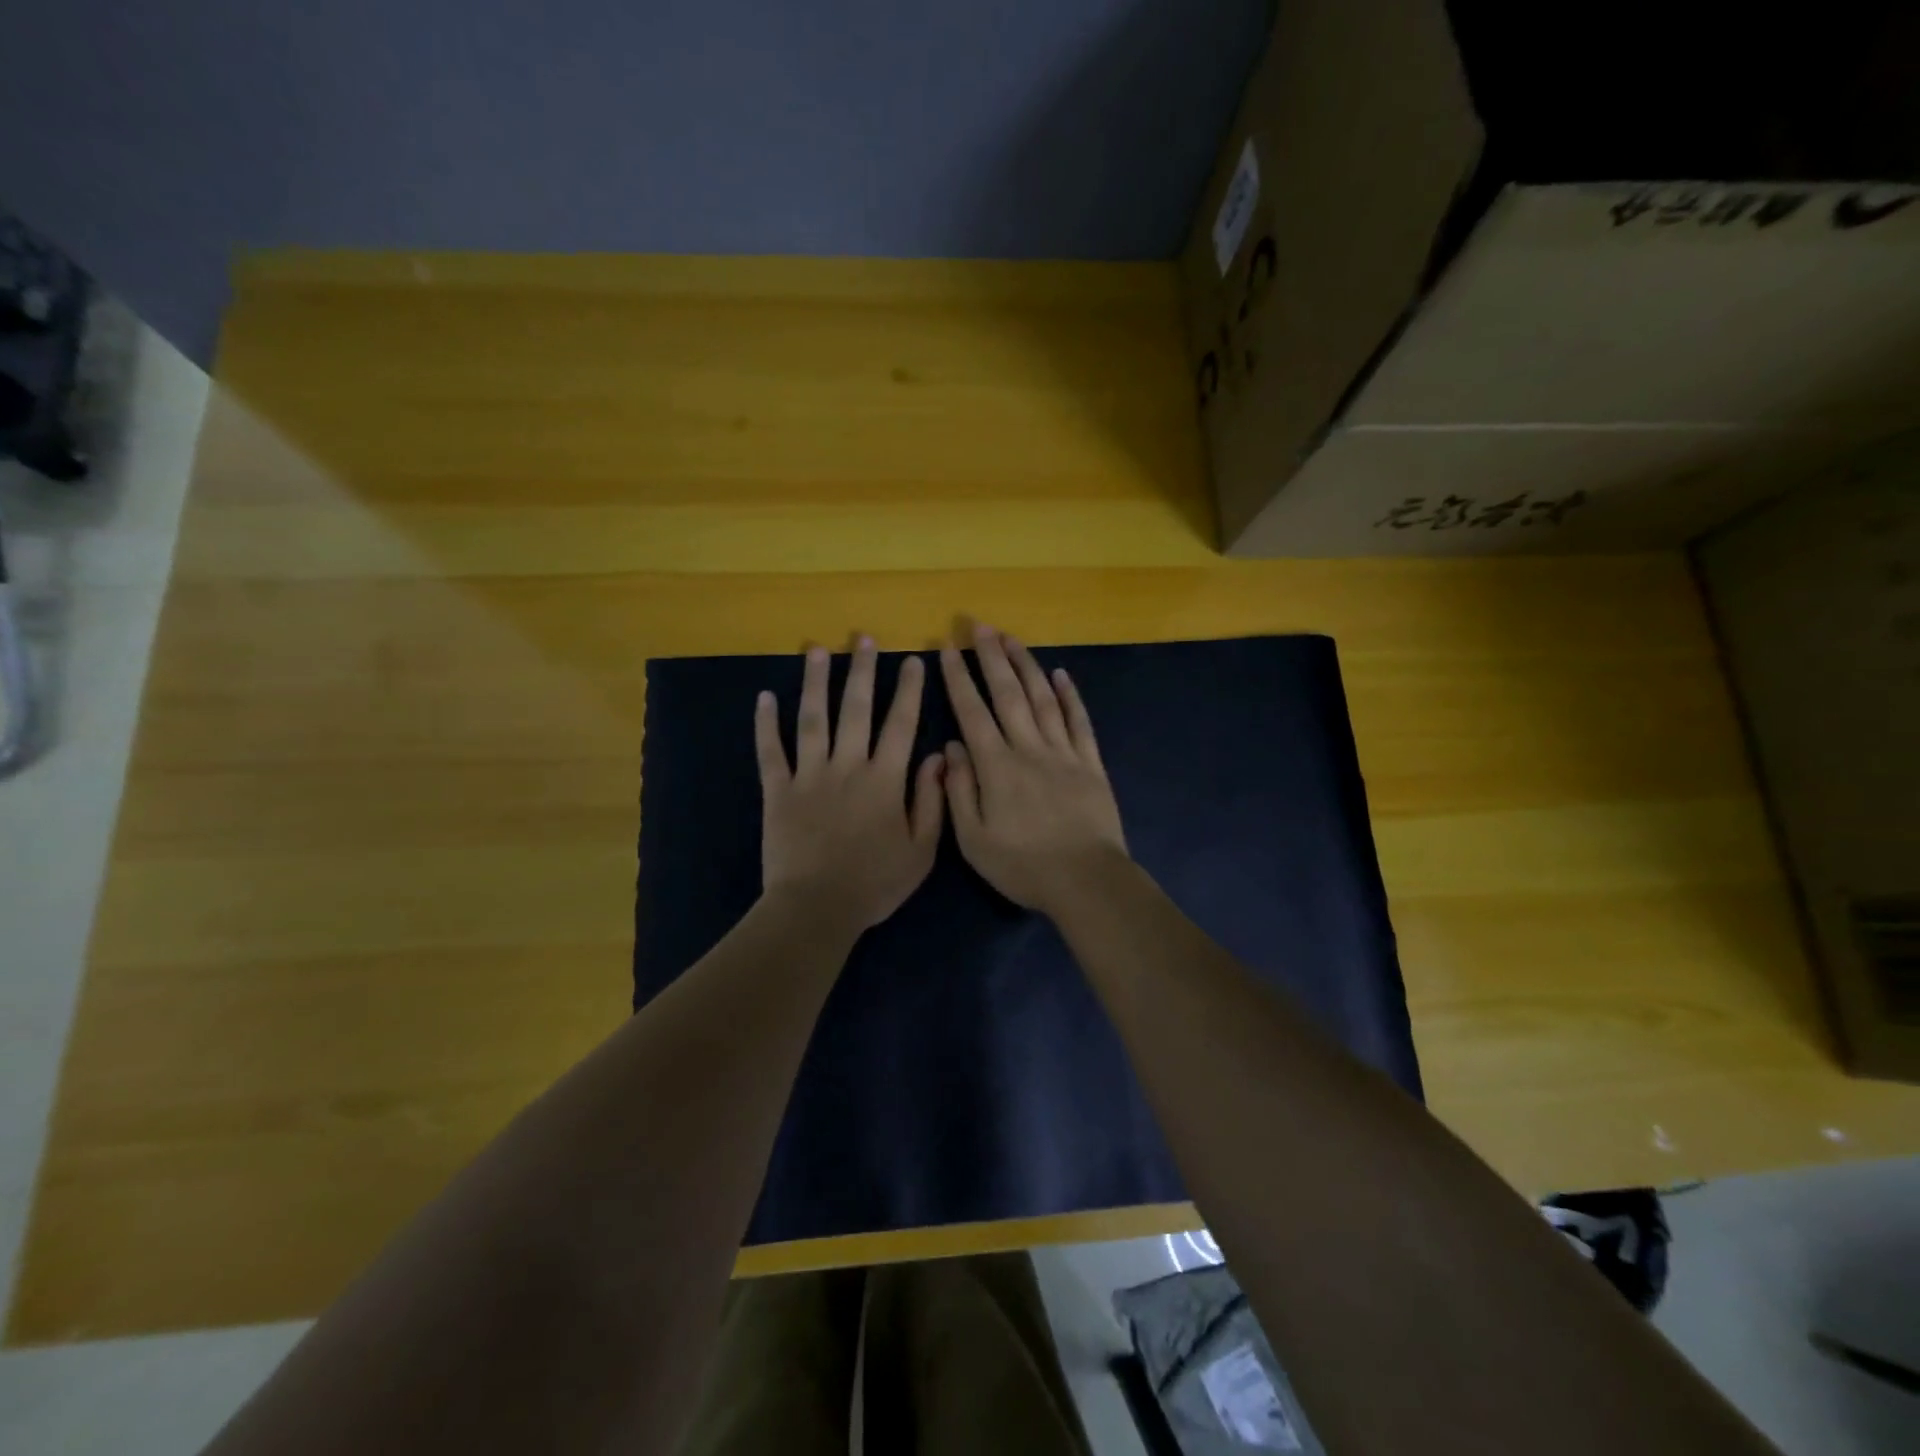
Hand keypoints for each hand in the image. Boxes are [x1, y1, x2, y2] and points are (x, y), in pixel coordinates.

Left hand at [756, 638, 945, 933]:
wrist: (817, 908)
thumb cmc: (875, 883)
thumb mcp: (921, 851)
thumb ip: (932, 801)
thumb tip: (940, 756)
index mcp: (884, 779)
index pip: (900, 724)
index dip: (908, 690)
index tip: (912, 660)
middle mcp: (847, 766)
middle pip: (855, 709)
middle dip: (861, 670)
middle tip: (863, 639)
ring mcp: (809, 775)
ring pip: (812, 719)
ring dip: (815, 682)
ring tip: (817, 650)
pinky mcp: (778, 790)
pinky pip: (770, 751)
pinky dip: (766, 724)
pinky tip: (765, 697)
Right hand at [939, 624, 1128, 914]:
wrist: (1086, 880)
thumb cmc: (1023, 865)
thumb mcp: (974, 839)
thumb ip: (959, 790)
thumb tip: (952, 745)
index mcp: (996, 766)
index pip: (972, 711)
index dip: (958, 678)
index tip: (948, 648)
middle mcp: (1029, 748)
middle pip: (1008, 694)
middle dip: (992, 657)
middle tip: (980, 626)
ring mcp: (1064, 753)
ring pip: (1043, 699)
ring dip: (1027, 665)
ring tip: (1013, 639)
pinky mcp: (1091, 763)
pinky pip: (1079, 721)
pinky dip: (1070, 696)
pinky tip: (1061, 675)